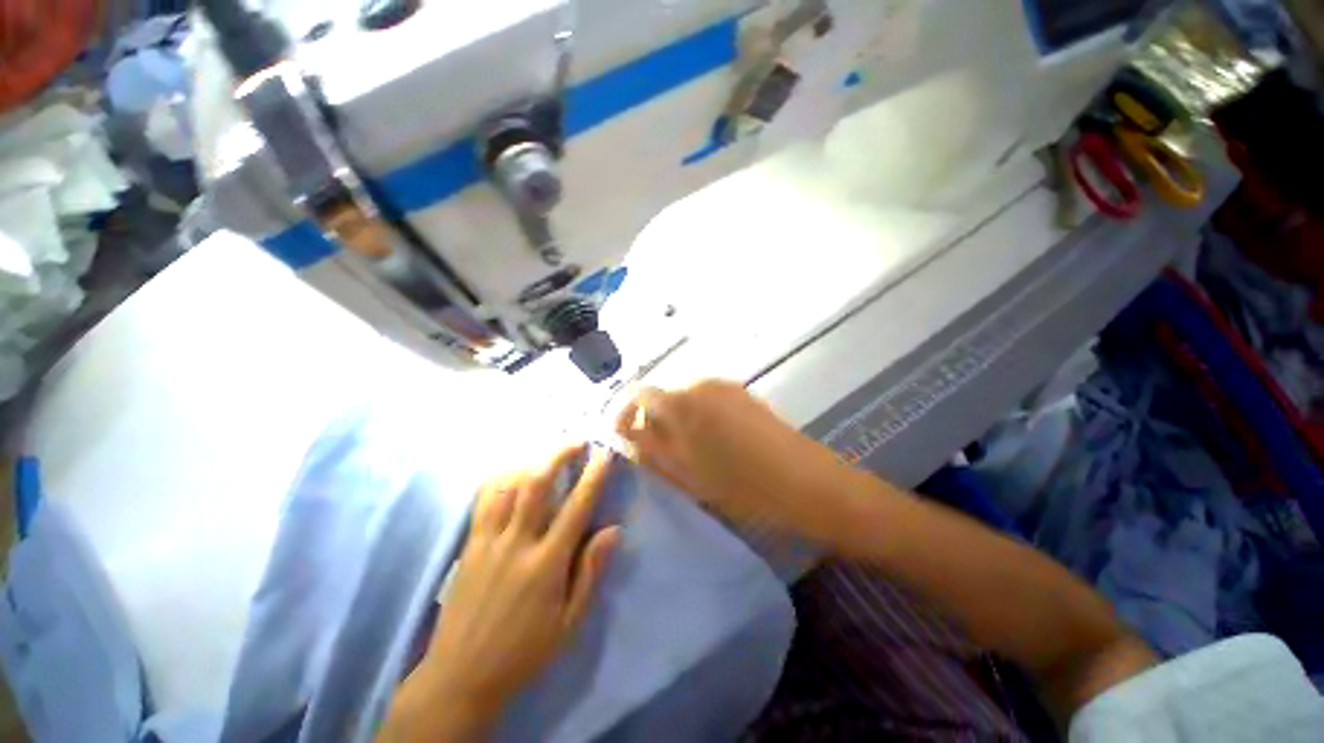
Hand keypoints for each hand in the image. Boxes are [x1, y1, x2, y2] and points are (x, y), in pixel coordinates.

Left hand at [385, 446, 620, 740]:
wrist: (461, 675)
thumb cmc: (524, 650)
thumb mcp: (569, 622)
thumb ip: (590, 572)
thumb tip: (613, 530)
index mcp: (546, 563)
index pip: (576, 507)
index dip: (593, 476)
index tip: (604, 454)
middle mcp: (516, 543)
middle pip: (537, 484)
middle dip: (559, 455)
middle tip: (576, 441)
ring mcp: (488, 540)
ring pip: (508, 486)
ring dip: (531, 462)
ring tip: (548, 454)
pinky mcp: (469, 544)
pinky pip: (483, 500)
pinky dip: (500, 479)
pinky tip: (512, 474)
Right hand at [615, 380, 863, 541]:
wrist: (807, 482)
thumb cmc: (741, 485)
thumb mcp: (685, 474)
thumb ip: (650, 449)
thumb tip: (627, 433)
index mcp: (682, 402)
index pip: (638, 395)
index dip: (626, 414)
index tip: (626, 438)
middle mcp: (701, 384)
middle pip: (664, 396)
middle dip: (654, 422)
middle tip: (660, 455)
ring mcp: (726, 387)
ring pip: (687, 400)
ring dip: (679, 422)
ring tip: (690, 454)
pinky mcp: (744, 395)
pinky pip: (709, 402)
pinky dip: (701, 419)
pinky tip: (716, 445)